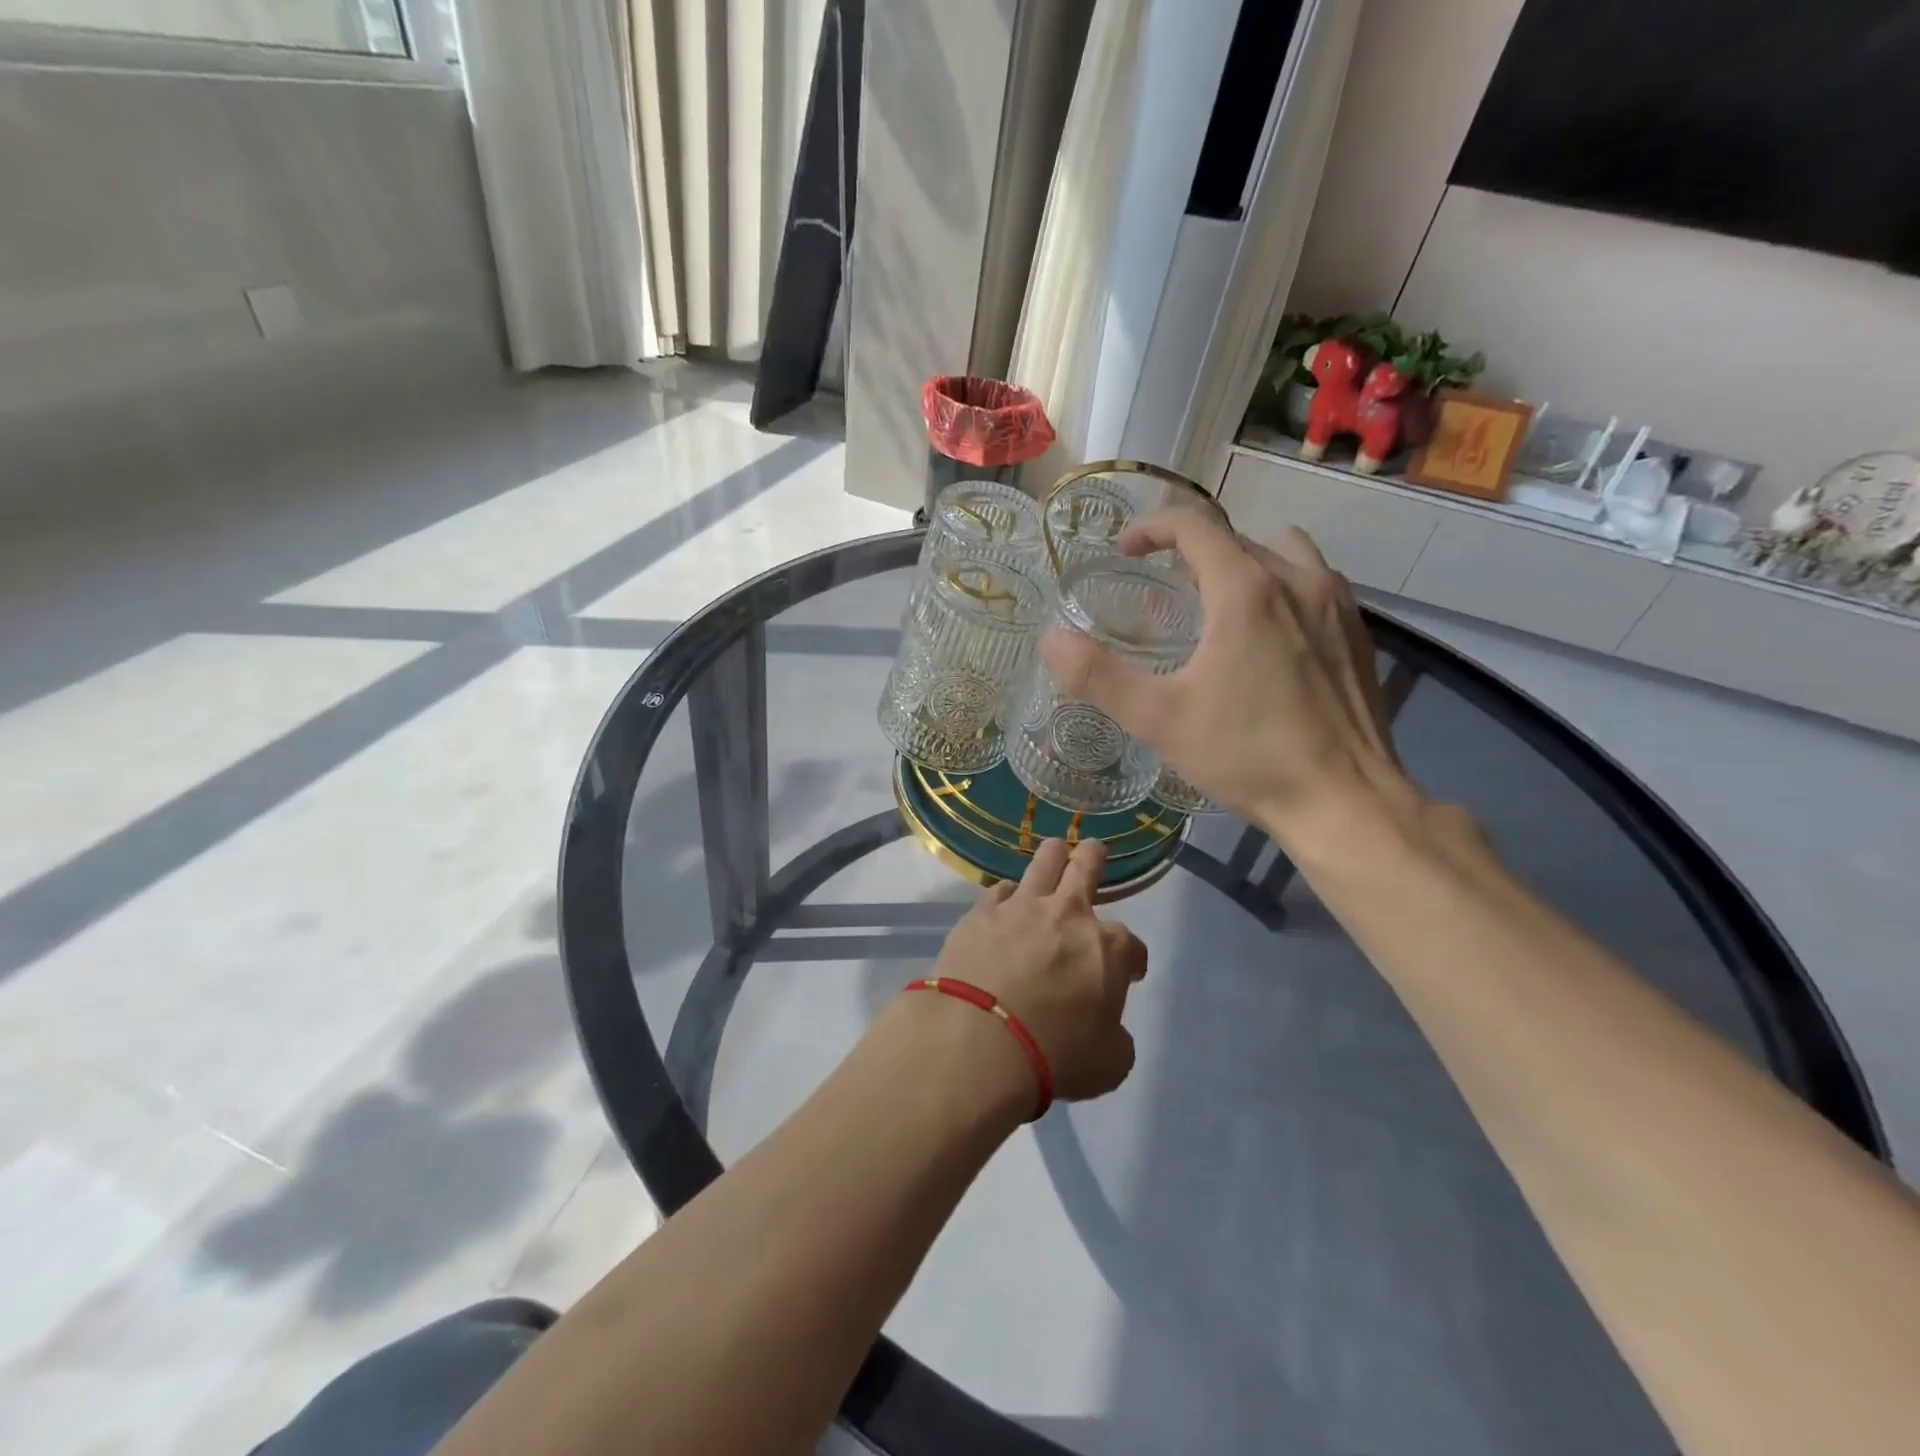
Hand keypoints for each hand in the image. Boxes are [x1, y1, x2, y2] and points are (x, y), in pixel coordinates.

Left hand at [927, 837, 1146, 1104]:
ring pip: (1043, 862)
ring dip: (1053, 856)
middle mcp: (1068, 915)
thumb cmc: (1054, 1055)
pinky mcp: (980, 913)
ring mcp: (1021, 908)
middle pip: (1086, 869)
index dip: (1133, 961)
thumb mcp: (1108, 1063)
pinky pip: (998, 890)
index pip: (1132, 947)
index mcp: (1107, 949)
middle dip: (1093, 858)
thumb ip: (1114, 1037)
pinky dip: (1006, 895)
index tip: (1129, 973)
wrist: (978, 1041)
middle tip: (1093, 851)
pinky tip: (1003, 902)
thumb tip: (1106, 1028)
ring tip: (1055, 850)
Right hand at [1040, 508, 1422, 856]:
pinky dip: (1283, 587)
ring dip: (1245, 562)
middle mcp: (1297, 580)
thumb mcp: (1159, 719)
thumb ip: (1099, 677)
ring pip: (1284, 553)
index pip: (1195, 525)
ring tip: (1221, 602)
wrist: (1344, 801)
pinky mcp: (1358, 634)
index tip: (1125, 549)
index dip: (1152, 527)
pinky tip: (1271, 636)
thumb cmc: (1248, 755)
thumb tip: (1052, 639)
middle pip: (1237, 538)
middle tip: (1164, 587)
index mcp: (1245, 590)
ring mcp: (1337, 605)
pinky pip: (1316, 583)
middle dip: (1193, 551)